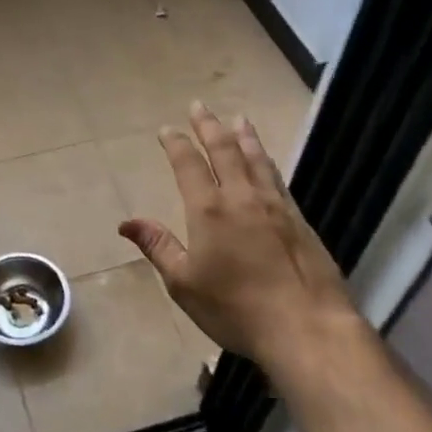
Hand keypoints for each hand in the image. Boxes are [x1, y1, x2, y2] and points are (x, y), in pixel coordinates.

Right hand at [118, 102, 356, 371]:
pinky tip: (267, 160)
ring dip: (244, 136)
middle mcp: (241, 197)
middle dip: (209, 126)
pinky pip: (277, 178)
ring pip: (256, 158)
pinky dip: (266, 161)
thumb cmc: (235, 308)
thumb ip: (158, 247)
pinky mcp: (298, 219)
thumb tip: (126, 223)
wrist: (305, 326)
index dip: (176, 144)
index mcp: (208, 210)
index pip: (188, 164)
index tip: (167, 129)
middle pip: (224, 150)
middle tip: (200, 106)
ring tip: (238, 119)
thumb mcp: (184, 283)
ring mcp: (274, 205)